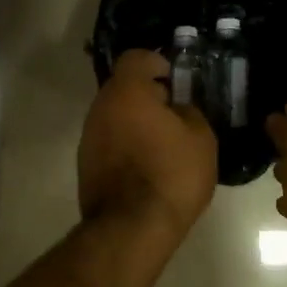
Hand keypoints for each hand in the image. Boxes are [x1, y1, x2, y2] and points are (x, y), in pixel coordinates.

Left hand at [78, 49, 216, 239]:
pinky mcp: (85, 165)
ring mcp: (88, 138)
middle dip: (149, 97)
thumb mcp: (201, 138)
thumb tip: (177, 110)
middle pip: (123, 89)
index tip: (176, 81)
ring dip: (136, 123)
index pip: (136, 58)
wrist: (132, 228)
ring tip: (164, 146)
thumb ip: (189, 112)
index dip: (158, 62)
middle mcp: (99, 108)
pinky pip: (110, 142)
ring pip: (115, 117)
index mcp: (126, 93)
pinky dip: (127, 146)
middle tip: (175, 116)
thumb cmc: (171, 175)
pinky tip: (148, 168)